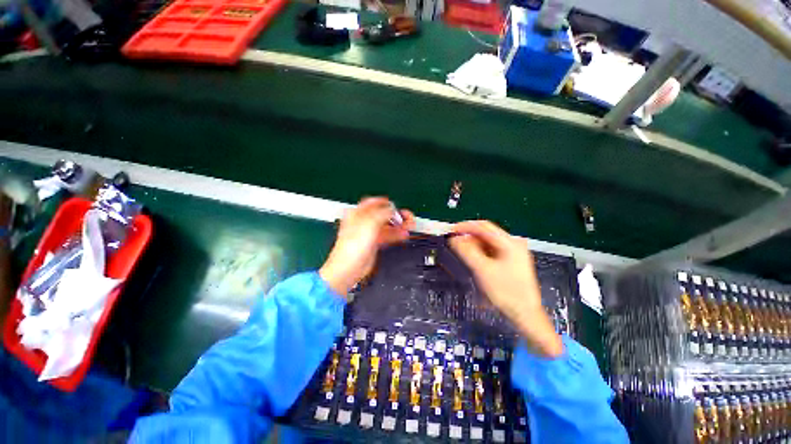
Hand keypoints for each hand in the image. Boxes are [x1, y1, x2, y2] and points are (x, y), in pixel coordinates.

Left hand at [320, 197, 414, 297]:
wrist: (349, 268)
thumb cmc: (352, 247)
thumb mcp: (369, 224)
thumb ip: (383, 213)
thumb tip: (392, 209)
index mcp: (357, 214)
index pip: (373, 203)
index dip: (386, 203)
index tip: (396, 205)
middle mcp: (363, 222)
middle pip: (383, 214)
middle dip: (396, 215)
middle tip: (407, 216)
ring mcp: (369, 233)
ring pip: (387, 225)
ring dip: (398, 225)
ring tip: (409, 225)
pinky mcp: (374, 243)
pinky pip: (388, 236)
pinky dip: (396, 234)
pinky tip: (404, 234)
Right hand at [449, 221, 562, 357]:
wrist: (525, 314)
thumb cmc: (505, 292)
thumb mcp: (482, 270)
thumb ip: (466, 251)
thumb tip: (454, 238)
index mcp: (510, 243)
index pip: (484, 226)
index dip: (465, 226)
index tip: (451, 230)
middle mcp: (513, 244)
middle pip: (486, 234)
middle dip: (469, 237)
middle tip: (455, 243)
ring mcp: (513, 252)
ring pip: (488, 243)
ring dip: (474, 245)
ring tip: (462, 252)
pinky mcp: (510, 261)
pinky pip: (491, 251)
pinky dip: (480, 253)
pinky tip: (474, 259)